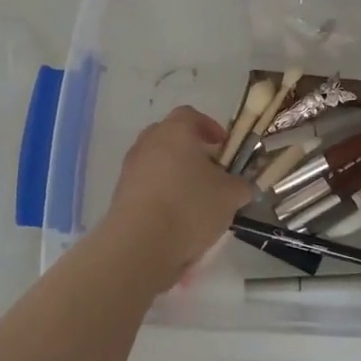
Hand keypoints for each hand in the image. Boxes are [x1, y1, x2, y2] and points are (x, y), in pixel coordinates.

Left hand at [102, 106, 253, 284]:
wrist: (139, 245)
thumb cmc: (190, 207)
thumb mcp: (230, 195)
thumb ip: (241, 185)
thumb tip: (241, 186)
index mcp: (175, 131)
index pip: (191, 115)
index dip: (210, 128)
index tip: (223, 147)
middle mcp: (148, 142)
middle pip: (171, 137)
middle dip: (191, 151)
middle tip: (210, 171)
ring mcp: (130, 168)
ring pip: (157, 162)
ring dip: (175, 175)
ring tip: (194, 201)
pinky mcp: (120, 195)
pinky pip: (146, 186)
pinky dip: (161, 195)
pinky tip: (175, 219)